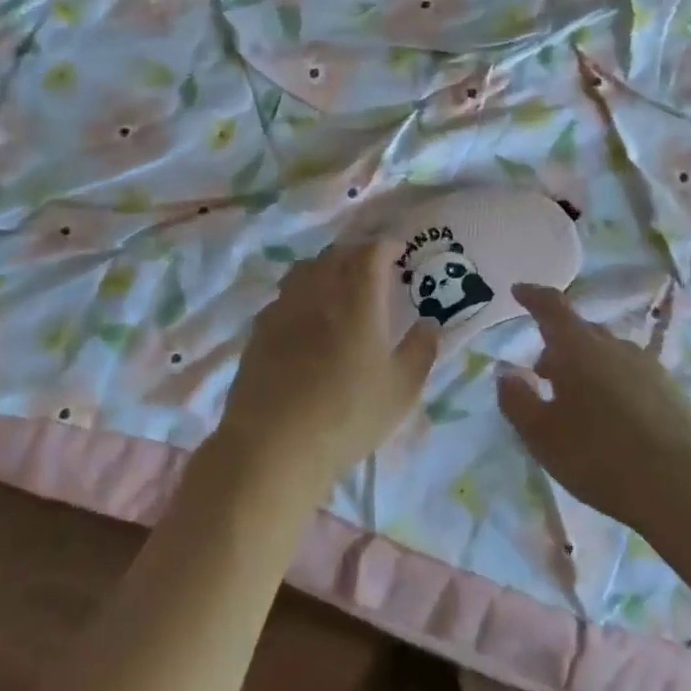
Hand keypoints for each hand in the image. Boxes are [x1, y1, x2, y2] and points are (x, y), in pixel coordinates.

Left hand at [218, 239, 439, 487]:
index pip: (371, 252)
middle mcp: (319, 291)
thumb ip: (420, 351)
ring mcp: (284, 307)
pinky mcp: (260, 328)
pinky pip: (285, 295)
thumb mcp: (400, 390)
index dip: (385, 246)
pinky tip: (305, 318)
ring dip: (326, 268)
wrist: (273, 444)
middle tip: (372, 269)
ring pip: (306, 269)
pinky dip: (301, 293)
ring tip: (337, 286)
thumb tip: (430, 323)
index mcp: (358, 298)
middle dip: (357, 254)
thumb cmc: (347, 415)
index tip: (397, 252)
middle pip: (337, 255)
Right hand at [499, 284, 690, 532]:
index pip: (552, 307)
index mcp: (578, 348)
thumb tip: (506, 372)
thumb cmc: (598, 456)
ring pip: (609, 355)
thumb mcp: (541, 435)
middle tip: (542, 371)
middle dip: (559, 344)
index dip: (533, 297)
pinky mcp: (674, 393)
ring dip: (588, 367)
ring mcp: (649, 368)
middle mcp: (615, 347)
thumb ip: (516, 399)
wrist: (683, 489)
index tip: (519, 291)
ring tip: (577, 400)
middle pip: (582, 332)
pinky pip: (633, 376)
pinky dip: (614, 385)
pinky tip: (614, 419)